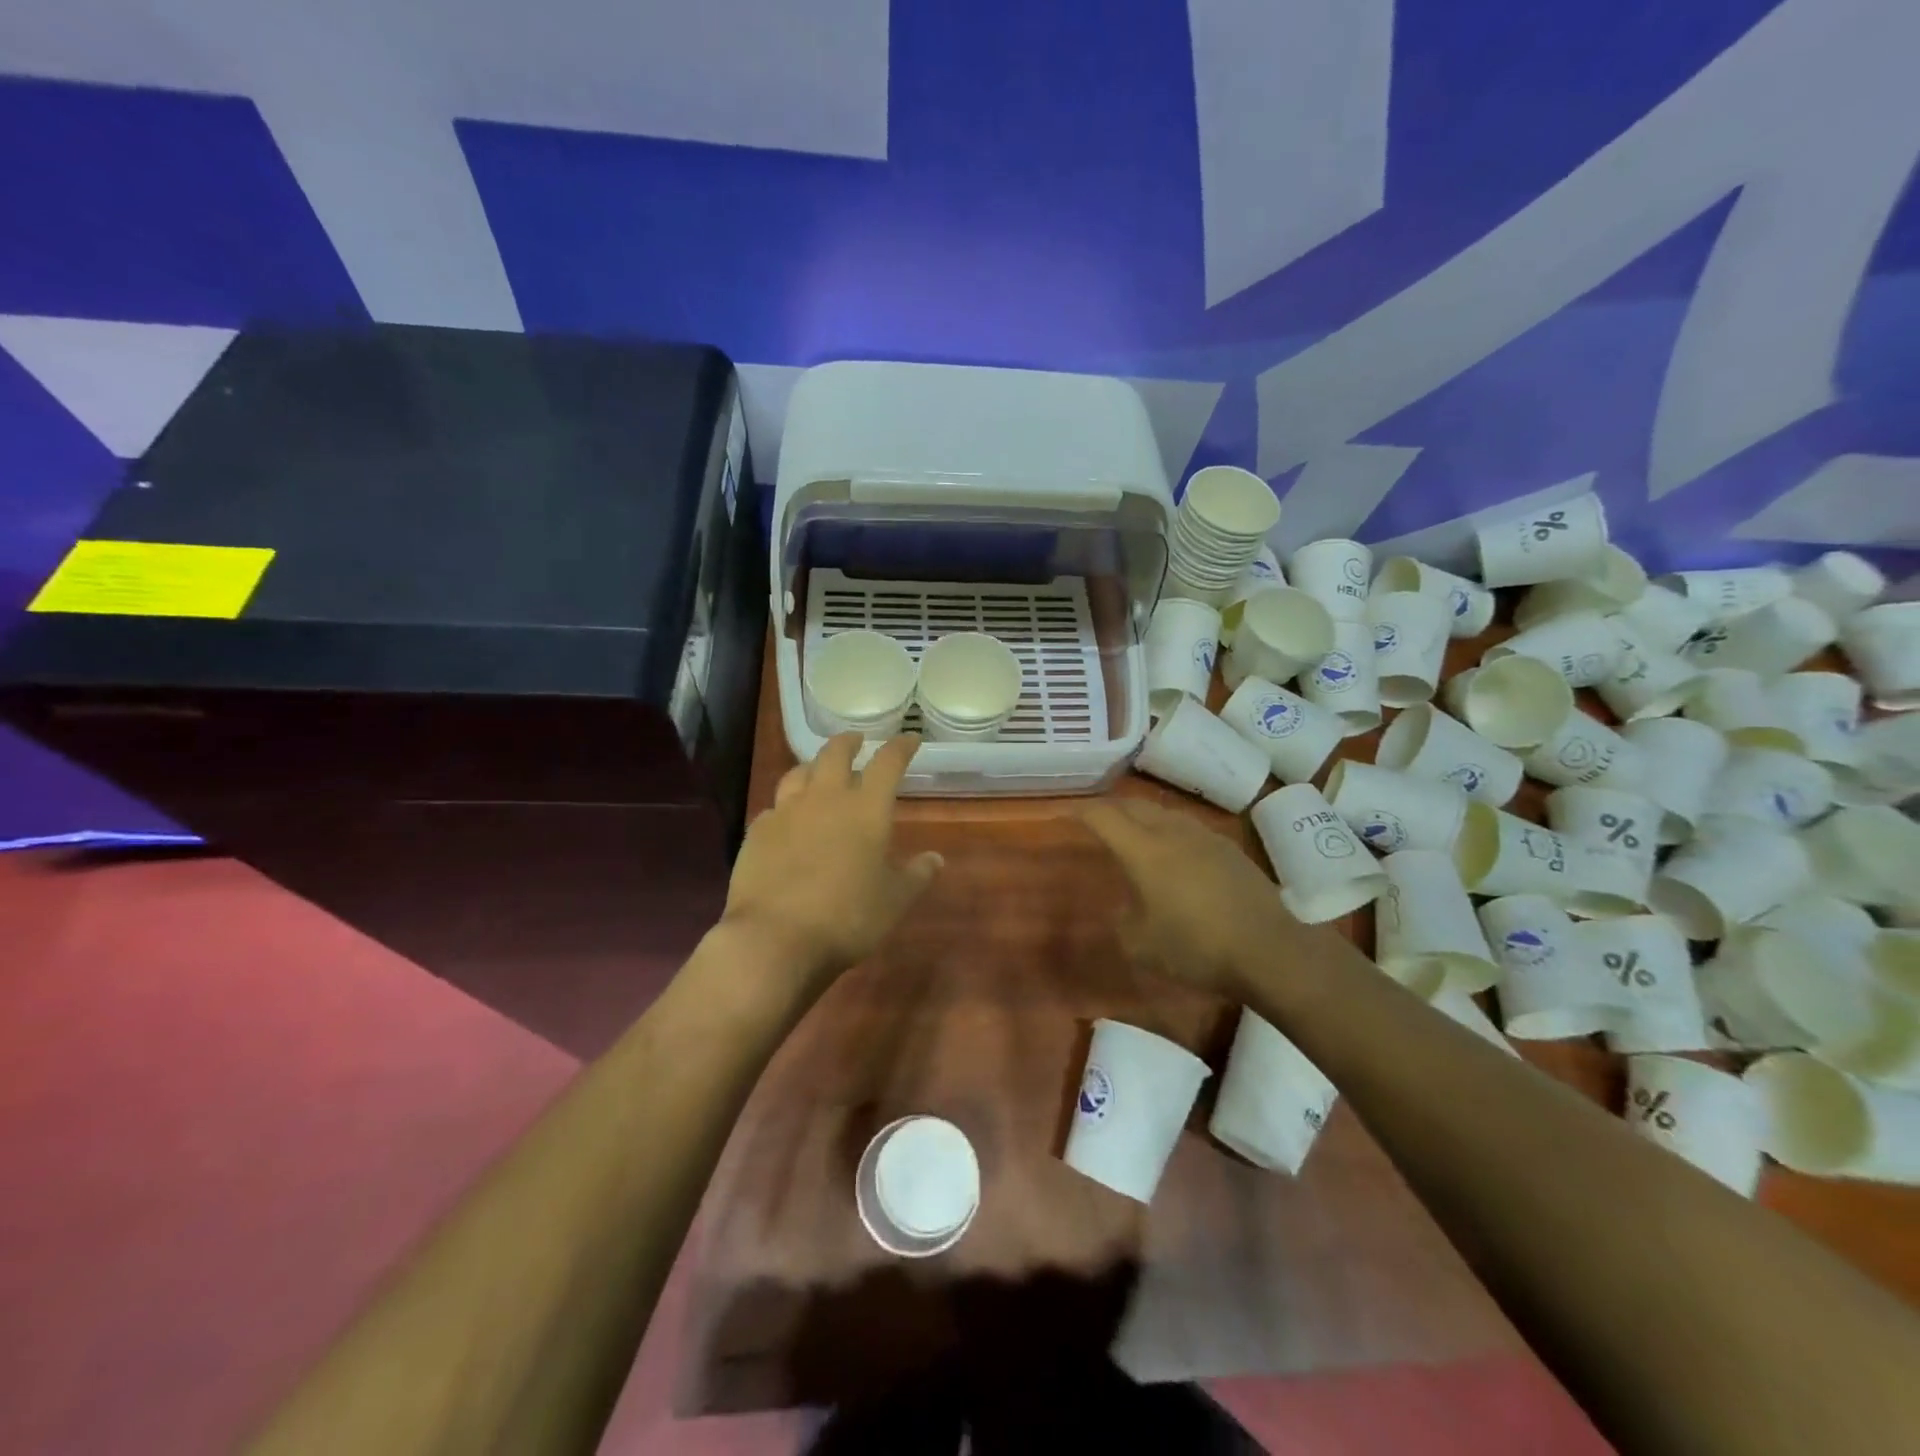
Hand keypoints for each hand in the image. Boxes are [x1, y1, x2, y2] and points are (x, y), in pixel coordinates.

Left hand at [721, 734, 942, 988]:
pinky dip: (786, 804)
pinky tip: (787, 818)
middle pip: (835, 753)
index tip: (910, 740)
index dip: (901, 747)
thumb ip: (916, 875)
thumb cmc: (847, 918)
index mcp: (866, 809)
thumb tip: (936, 858)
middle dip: (850, 742)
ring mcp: (786, 812)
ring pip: (799, 772)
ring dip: (813, 765)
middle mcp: (825, 799)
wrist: (774, 938)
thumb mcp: (894, 901)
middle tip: (857, 741)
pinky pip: (774, 806)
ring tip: (819, 770)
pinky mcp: (757, 832)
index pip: (888, 763)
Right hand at [1081, 798, 1300, 997]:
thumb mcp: (1141, 945)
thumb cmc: (1197, 947)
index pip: (1104, 817)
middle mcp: (1172, 833)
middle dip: (1111, 808)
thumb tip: (1127, 906)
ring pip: (1164, 813)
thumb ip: (1123, 920)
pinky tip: (1174, 852)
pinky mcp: (1230, 850)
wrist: (1270, 949)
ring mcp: (1205, 837)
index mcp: (1144, 850)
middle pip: (1134, 806)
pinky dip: (1169, 831)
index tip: (1067, 812)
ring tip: (1134, 831)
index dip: (1082, 811)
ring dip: (1143, 816)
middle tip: (1097, 818)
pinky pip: (1188, 828)